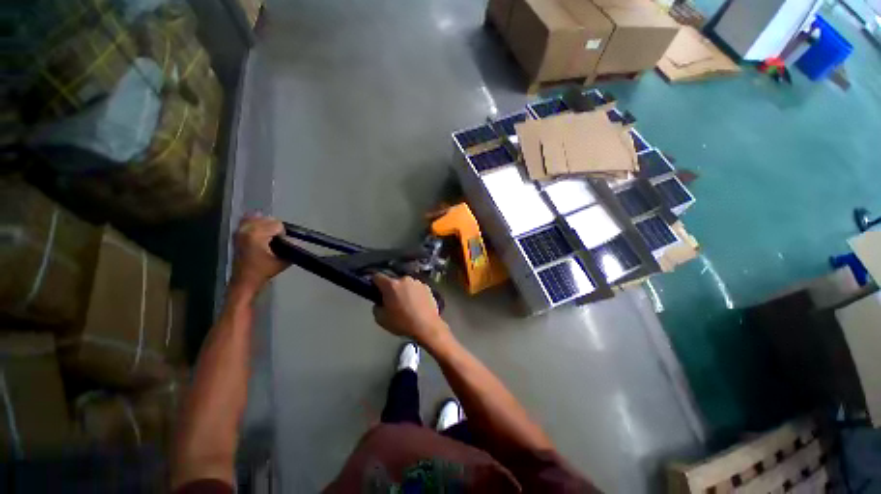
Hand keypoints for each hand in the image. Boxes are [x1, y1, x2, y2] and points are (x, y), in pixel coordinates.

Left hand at [230, 213, 289, 295]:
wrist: (245, 280)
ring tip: (269, 236)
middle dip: (275, 228)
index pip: (277, 225)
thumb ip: (291, 248)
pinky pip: (246, 220)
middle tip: (277, 240)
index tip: (283, 242)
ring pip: (258, 218)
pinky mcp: (236, 233)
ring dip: (266, 225)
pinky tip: (260, 229)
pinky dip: (254, 221)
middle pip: (268, 219)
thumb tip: (296, 240)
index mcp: (257, 235)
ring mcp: (239, 230)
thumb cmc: (264, 271)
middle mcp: (247, 229)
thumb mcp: (283, 261)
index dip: (283, 233)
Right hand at [372, 274, 450, 345]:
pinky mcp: (427, 287)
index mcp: (391, 285)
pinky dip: (415, 293)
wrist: (427, 326)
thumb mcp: (381, 319)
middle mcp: (404, 279)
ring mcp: (417, 282)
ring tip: (407, 305)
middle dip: (391, 289)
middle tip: (392, 302)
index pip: (377, 277)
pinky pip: (416, 288)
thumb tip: (380, 303)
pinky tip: (417, 305)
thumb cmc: (402, 323)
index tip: (375, 291)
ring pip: (406, 284)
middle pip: (393, 281)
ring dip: (404, 291)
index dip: (374, 283)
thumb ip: (377, 307)